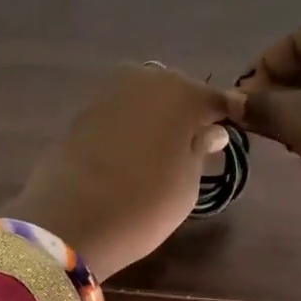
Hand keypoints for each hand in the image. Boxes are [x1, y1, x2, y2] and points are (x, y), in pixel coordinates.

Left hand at [8, 64, 237, 280]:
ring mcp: (108, 92)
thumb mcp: (187, 185)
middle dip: (186, 112)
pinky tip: (130, 152)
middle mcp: (145, 80)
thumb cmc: (144, 204)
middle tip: (194, 144)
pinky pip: (118, 112)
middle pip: (176, 91)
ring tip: (161, 152)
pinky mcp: (80, 111)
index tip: (232, 132)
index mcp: (182, 93)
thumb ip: (200, 150)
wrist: (68, 220)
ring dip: (155, 117)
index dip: (225, 116)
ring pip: (144, 98)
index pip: (216, 99)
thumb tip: (210, 131)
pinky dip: (128, 126)